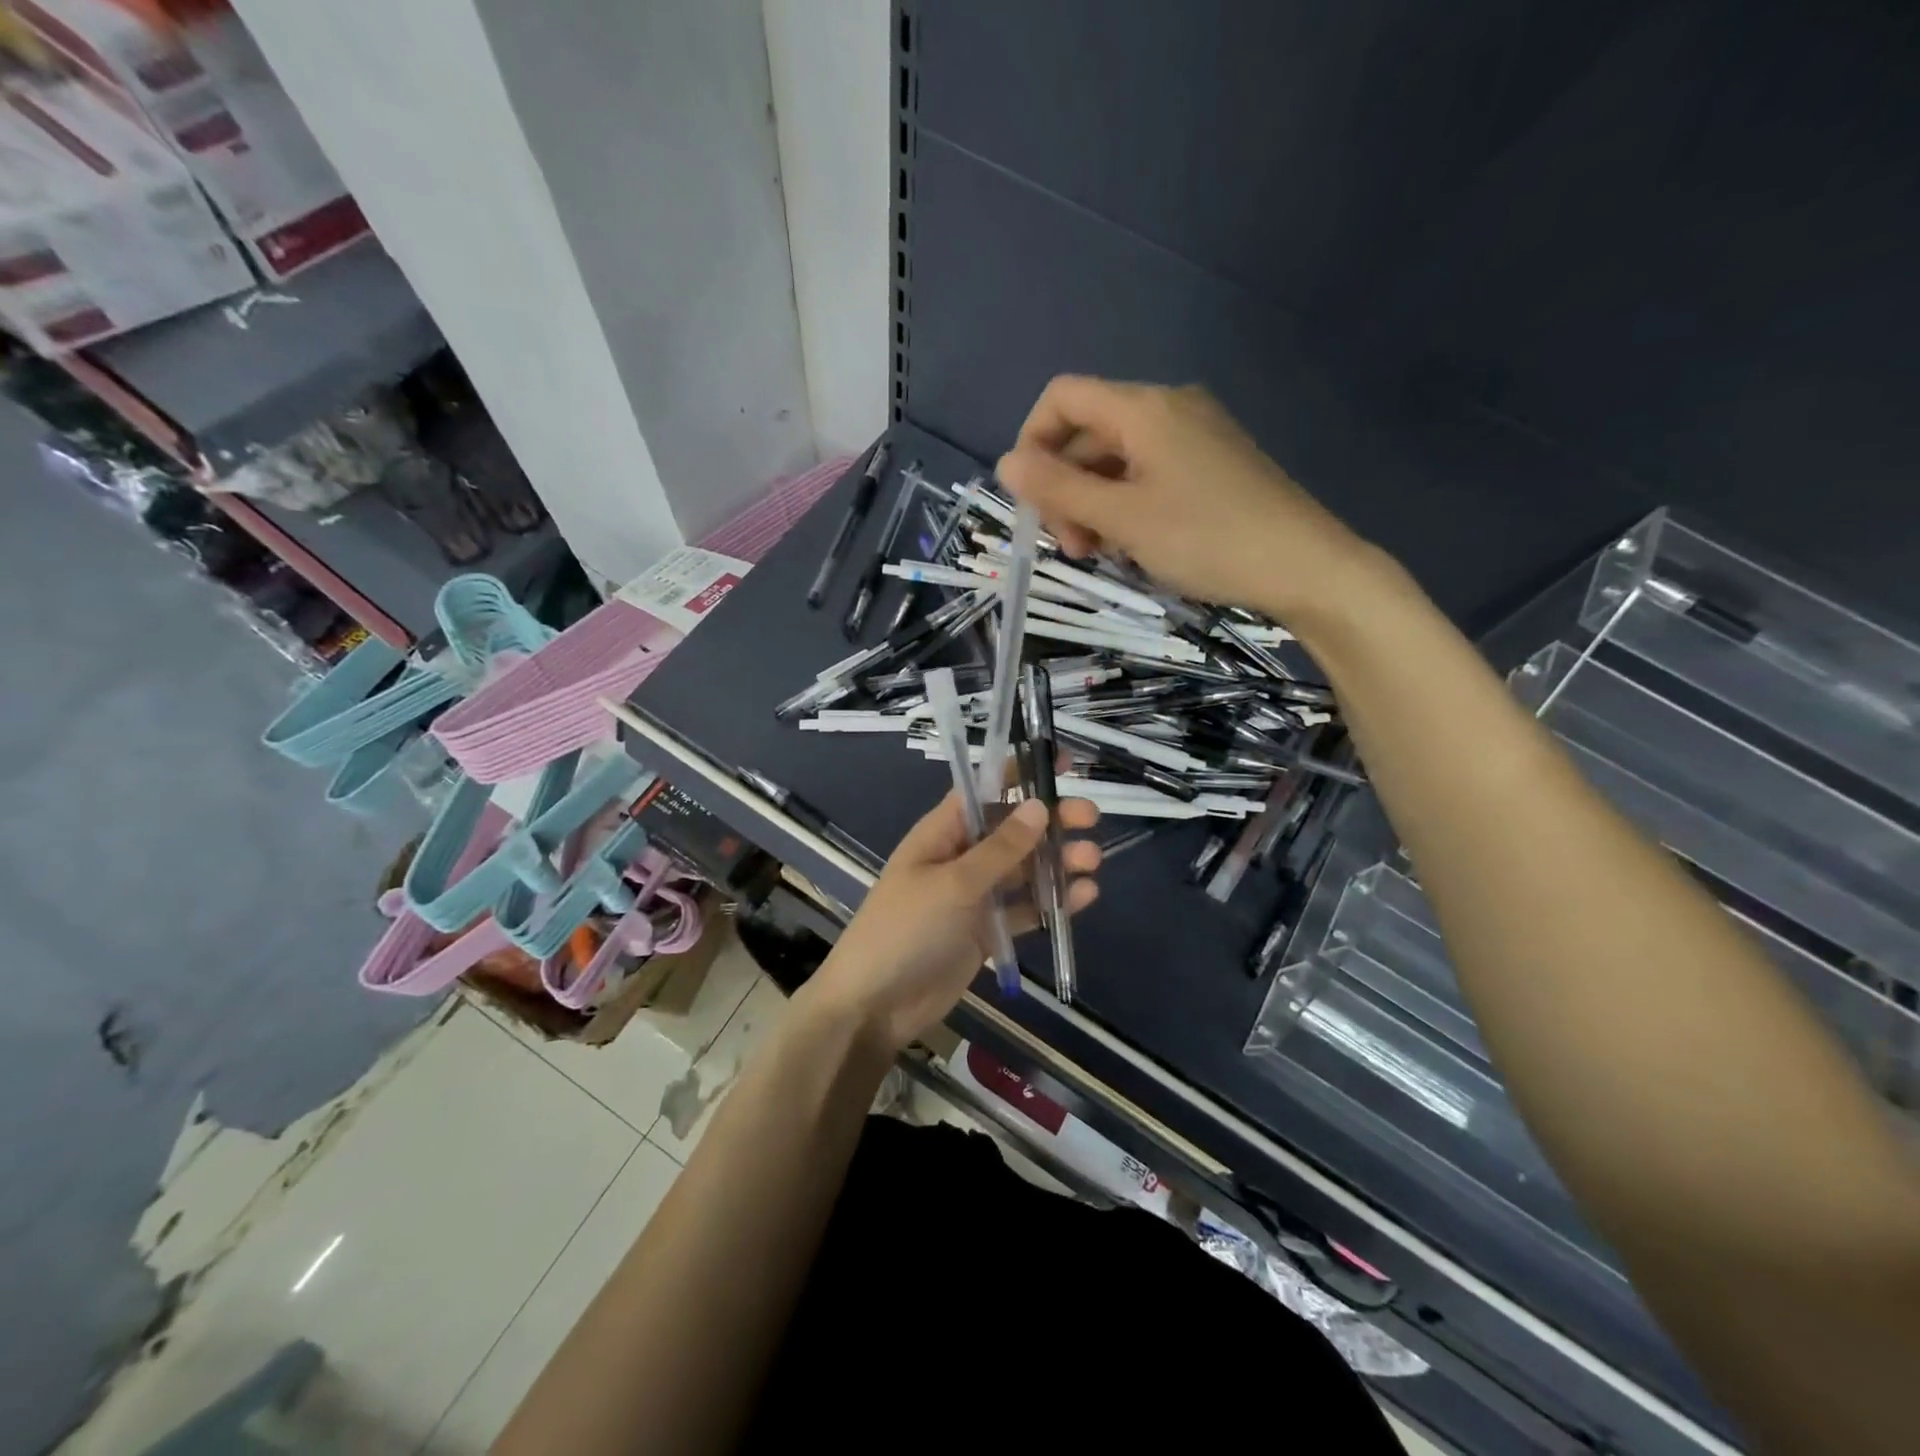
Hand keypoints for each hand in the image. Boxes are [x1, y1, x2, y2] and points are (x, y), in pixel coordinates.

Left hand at [806, 793, 1100, 1051]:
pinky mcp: (987, 932)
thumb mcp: (954, 883)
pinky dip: (1051, 902)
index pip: (984, 791)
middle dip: (1051, 821)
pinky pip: (1024, 909)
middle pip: (1013, 830)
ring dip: (1058, 862)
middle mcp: (961, 858)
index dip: (1020, 773)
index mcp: (942, 833)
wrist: (875, 1004)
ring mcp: (974, 897)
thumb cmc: (906, 930)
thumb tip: (1038, 806)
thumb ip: (1000, 848)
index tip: (1062, 763)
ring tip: (1092, 861)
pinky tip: (1083, 896)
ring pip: (1024, 870)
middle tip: (1090, 818)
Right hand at [995, 376, 1377, 625]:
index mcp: (1143, 408)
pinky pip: (1149, 474)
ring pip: (1117, 460)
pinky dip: (1126, 506)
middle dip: (1065, 488)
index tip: (1030, 500)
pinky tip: (1134, 545)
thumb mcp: (1123, 518)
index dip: (1032, 442)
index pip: (1062, 398)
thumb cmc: (1206, 539)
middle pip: (1088, 433)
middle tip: (1071, 547)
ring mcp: (1194, 435)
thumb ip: (1059, 489)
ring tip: (1101, 554)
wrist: (1304, 565)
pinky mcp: (1212, 464)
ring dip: (1093, 504)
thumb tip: (1005, 463)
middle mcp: (1168, 408)